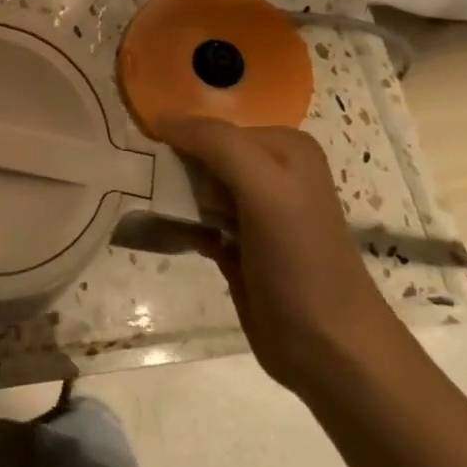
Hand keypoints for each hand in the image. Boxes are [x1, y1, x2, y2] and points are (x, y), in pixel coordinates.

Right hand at [154, 116, 401, 394]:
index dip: (176, 139)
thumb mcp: (264, 187)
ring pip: (193, 188)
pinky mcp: (236, 244)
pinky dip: (174, 224)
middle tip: (138, 183)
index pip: (213, 127)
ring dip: (167, 196)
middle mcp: (270, 172)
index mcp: (284, 148)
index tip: (141, 156)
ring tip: (140, 207)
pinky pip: (192, 220)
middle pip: (201, 155)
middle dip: (169, 168)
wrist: (328, 348)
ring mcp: (252, 211)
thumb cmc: (300, 260)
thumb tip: (161, 119)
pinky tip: (155, 232)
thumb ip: (216, 144)